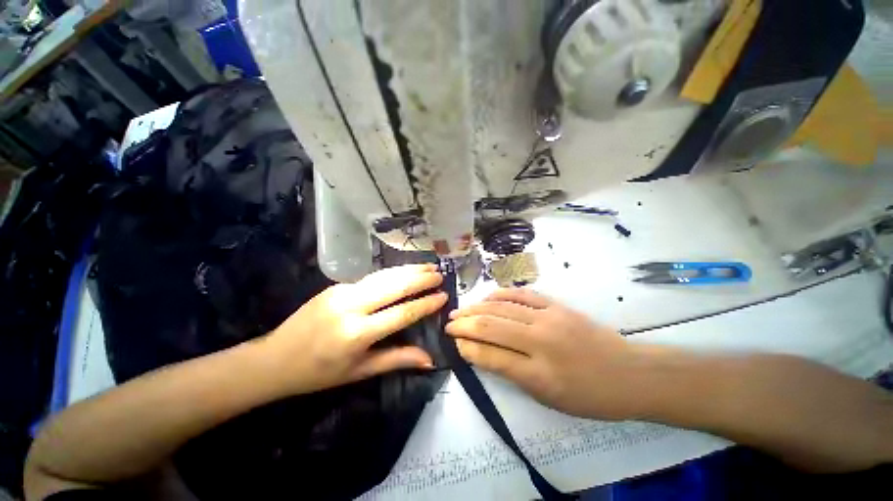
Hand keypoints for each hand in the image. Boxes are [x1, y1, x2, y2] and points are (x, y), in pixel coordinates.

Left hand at [259, 264, 446, 395]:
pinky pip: (372, 278)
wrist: (273, 359)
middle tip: (440, 273)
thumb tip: (429, 359)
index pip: (402, 313)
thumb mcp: (359, 372)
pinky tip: (405, 270)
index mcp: (357, 333)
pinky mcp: (337, 285)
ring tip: (428, 265)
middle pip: (394, 286)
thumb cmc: (318, 373)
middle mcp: (352, 306)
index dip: (425, 304)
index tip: (444, 296)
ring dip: (408, 269)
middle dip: (421, 278)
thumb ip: (396, 360)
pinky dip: (393, 273)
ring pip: (384, 276)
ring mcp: (342, 291)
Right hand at [446, 288, 644, 419]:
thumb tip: (481, 353)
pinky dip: (500, 294)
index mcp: (539, 374)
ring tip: (460, 309)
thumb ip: (512, 373)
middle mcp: (540, 342)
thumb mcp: (548, 398)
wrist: (629, 372)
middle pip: (491, 327)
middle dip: (464, 324)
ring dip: (476, 307)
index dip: (467, 348)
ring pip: (502, 307)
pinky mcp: (556, 305)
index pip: (490, 356)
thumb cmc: (590, 395)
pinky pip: (521, 295)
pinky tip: (487, 297)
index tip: (454, 342)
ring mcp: (549, 318)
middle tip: (448, 323)